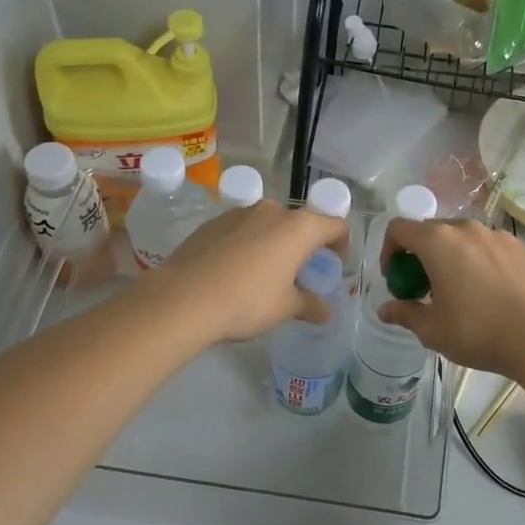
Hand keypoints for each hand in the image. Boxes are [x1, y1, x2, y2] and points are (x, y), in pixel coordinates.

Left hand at [152, 200, 348, 343]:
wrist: (183, 298)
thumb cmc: (247, 301)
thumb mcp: (285, 308)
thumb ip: (310, 305)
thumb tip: (326, 313)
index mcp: (299, 228)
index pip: (335, 225)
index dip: (341, 244)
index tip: (334, 265)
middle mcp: (272, 211)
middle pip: (300, 223)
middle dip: (305, 246)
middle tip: (300, 274)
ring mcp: (239, 213)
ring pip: (268, 224)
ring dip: (275, 243)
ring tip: (265, 273)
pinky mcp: (212, 222)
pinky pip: (241, 230)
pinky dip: (248, 244)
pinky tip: (235, 271)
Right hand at [377, 218, 524, 377]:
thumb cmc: (478, 331)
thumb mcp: (432, 330)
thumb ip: (405, 314)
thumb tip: (385, 310)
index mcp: (438, 242)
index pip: (399, 229)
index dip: (389, 251)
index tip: (396, 279)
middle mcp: (466, 228)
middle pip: (431, 231)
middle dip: (419, 256)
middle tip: (424, 288)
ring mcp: (497, 235)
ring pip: (462, 238)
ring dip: (450, 257)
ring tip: (459, 290)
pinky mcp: (521, 247)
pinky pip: (488, 247)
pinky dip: (479, 261)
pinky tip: (489, 291)